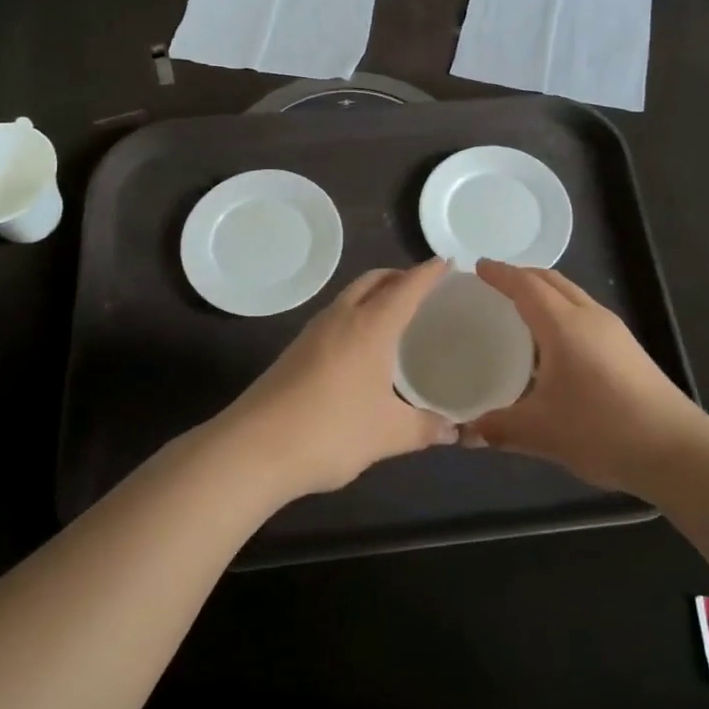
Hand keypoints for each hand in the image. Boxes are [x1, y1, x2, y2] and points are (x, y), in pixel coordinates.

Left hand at [219, 260, 456, 496]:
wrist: (254, 447)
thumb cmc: (331, 431)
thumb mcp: (388, 434)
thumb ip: (425, 428)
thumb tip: (454, 431)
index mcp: (371, 326)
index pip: (406, 287)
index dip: (428, 273)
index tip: (446, 261)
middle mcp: (341, 318)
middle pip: (373, 280)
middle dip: (399, 276)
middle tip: (422, 287)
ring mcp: (313, 332)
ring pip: (349, 296)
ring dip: (374, 293)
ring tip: (394, 313)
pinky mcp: (295, 350)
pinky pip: (334, 317)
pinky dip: (355, 314)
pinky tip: (361, 345)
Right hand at [466, 260, 706, 496]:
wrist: (675, 449)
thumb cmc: (601, 430)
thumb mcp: (541, 432)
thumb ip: (498, 429)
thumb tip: (465, 433)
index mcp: (564, 326)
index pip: (526, 286)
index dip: (501, 275)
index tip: (479, 267)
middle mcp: (590, 317)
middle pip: (552, 281)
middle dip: (523, 276)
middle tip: (495, 284)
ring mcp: (614, 332)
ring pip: (573, 296)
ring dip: (545, 293)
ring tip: (521, 311)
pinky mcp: (629, 349)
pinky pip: (586, 314)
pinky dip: (562, 313)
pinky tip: (554, 346)